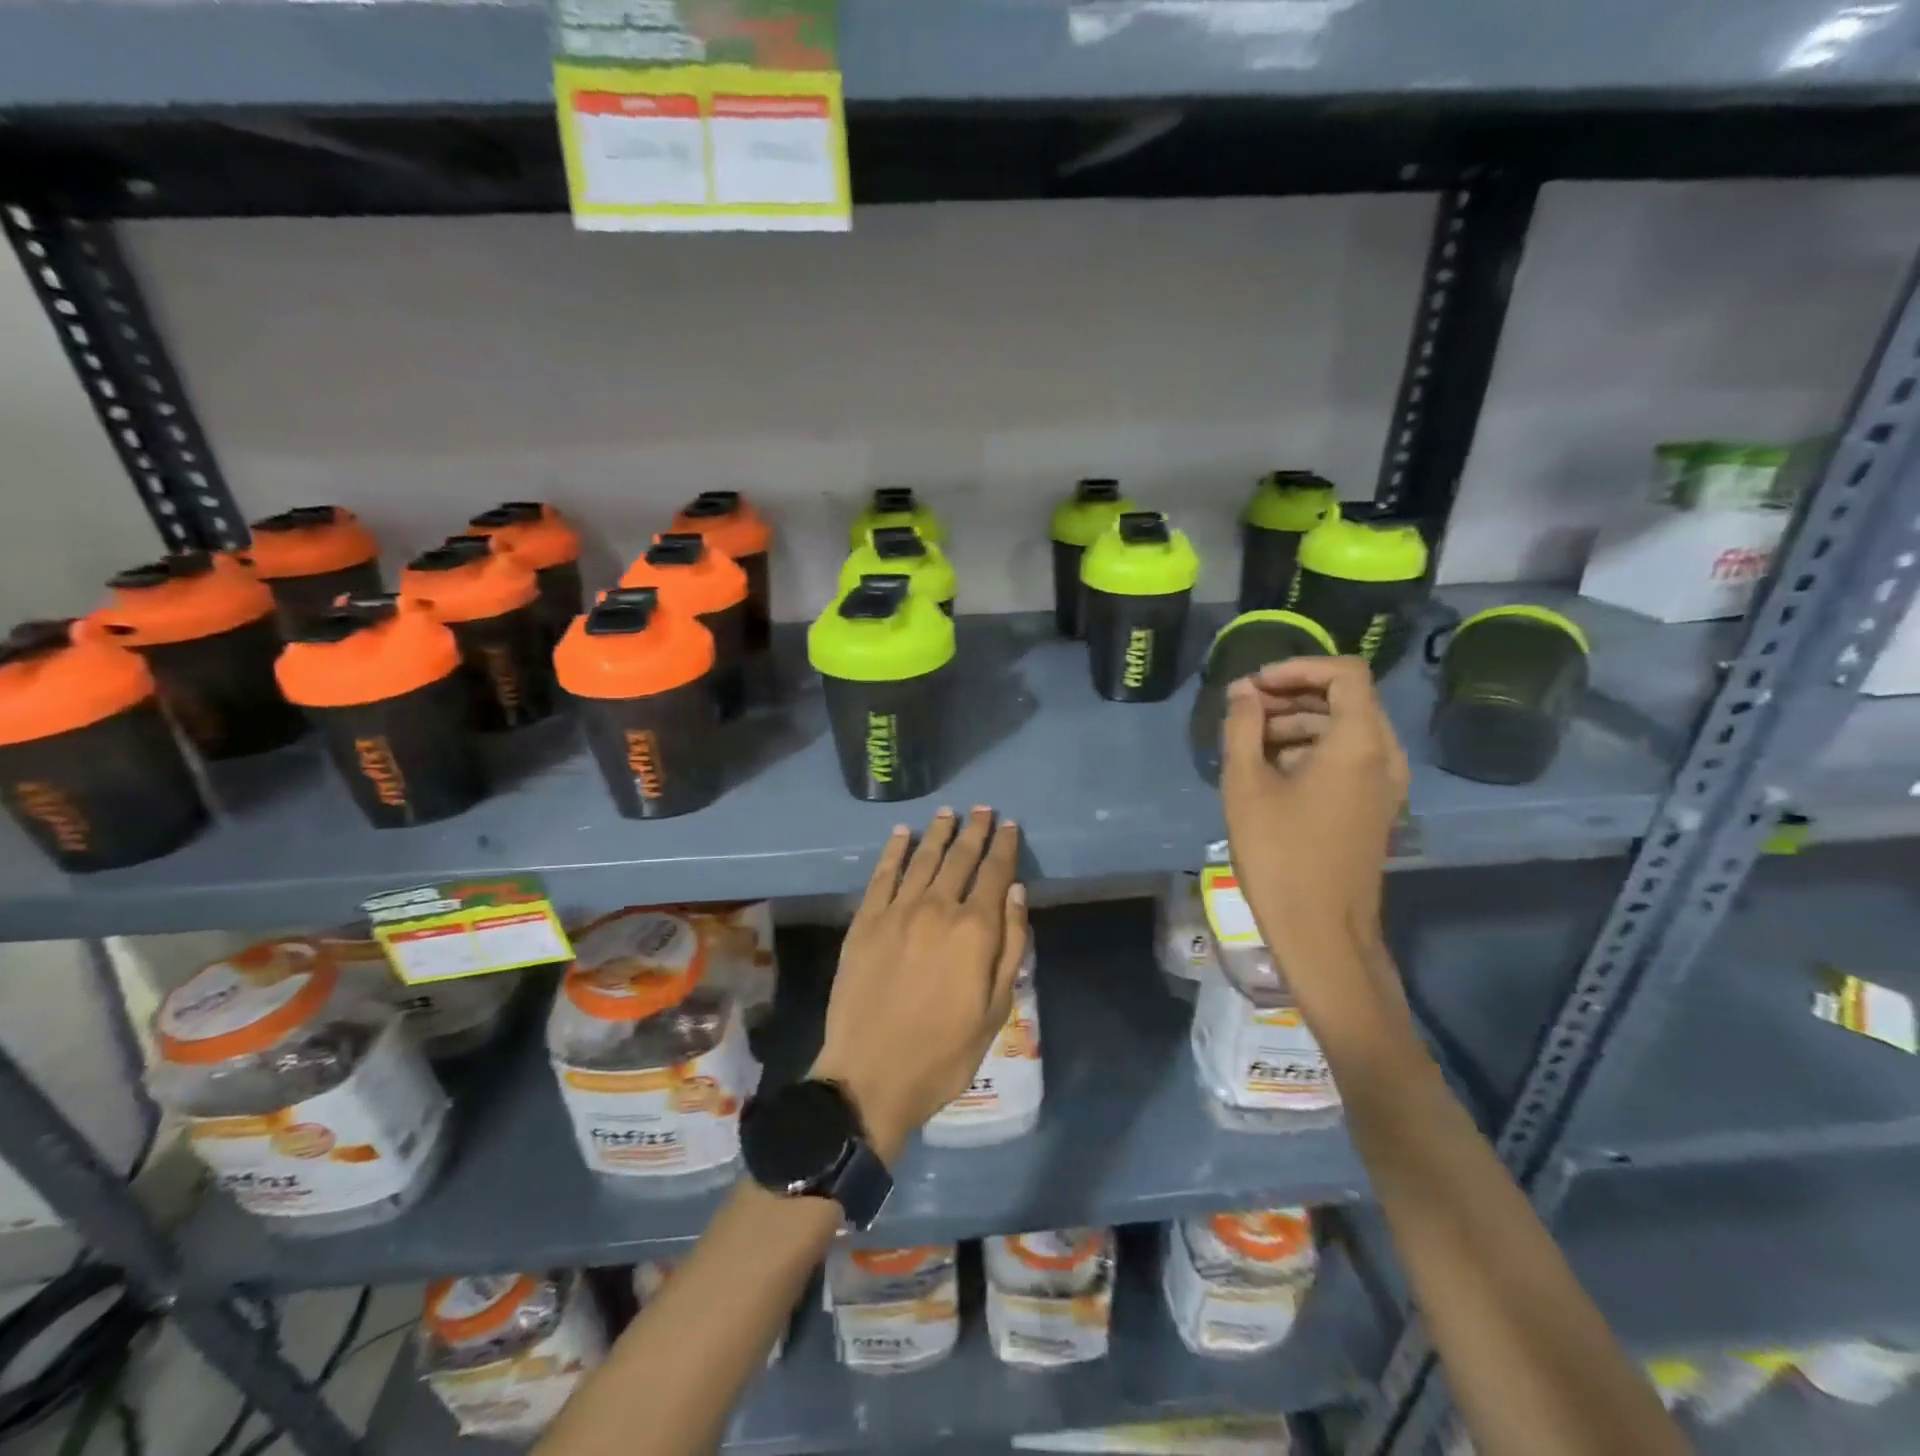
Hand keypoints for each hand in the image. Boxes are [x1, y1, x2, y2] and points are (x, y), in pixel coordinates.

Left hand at [809, 807, 1027, 1163]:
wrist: (870, 1075)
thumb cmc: (944, 1052)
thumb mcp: (995, 1008)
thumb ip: (1010, 945)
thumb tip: (1017, 893)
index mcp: (974, 930)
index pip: (995, 874)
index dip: (1004, 847)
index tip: (1009, 825)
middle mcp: (937, 908)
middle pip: (960, 859)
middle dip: (974, 831)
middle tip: (982, 809)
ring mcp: (897, 912)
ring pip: (923, 859)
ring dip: (938, 833)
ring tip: (948, 813)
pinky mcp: (865, 921)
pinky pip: (882, 875)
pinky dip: (894, 850)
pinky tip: (902, 834)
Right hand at [1221, 657, 1407, 966]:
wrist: (1321, 930)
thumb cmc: (1279, 854)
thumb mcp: (1246, 785)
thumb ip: (1242, 727)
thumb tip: (1242, 692)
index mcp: (1360, 742)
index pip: (1343, 673)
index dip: (1296, 668)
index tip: (1253, 686)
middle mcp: (1384, 755)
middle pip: (1345, 698)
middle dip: (1291, 695)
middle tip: (1242, 710)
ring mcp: (1385, 783)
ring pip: (1345, 728)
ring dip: (1298, 722)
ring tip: (1248, 741)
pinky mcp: (1375, 805)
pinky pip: (1348, 757)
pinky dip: (1311, 749)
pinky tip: (1270, 770)